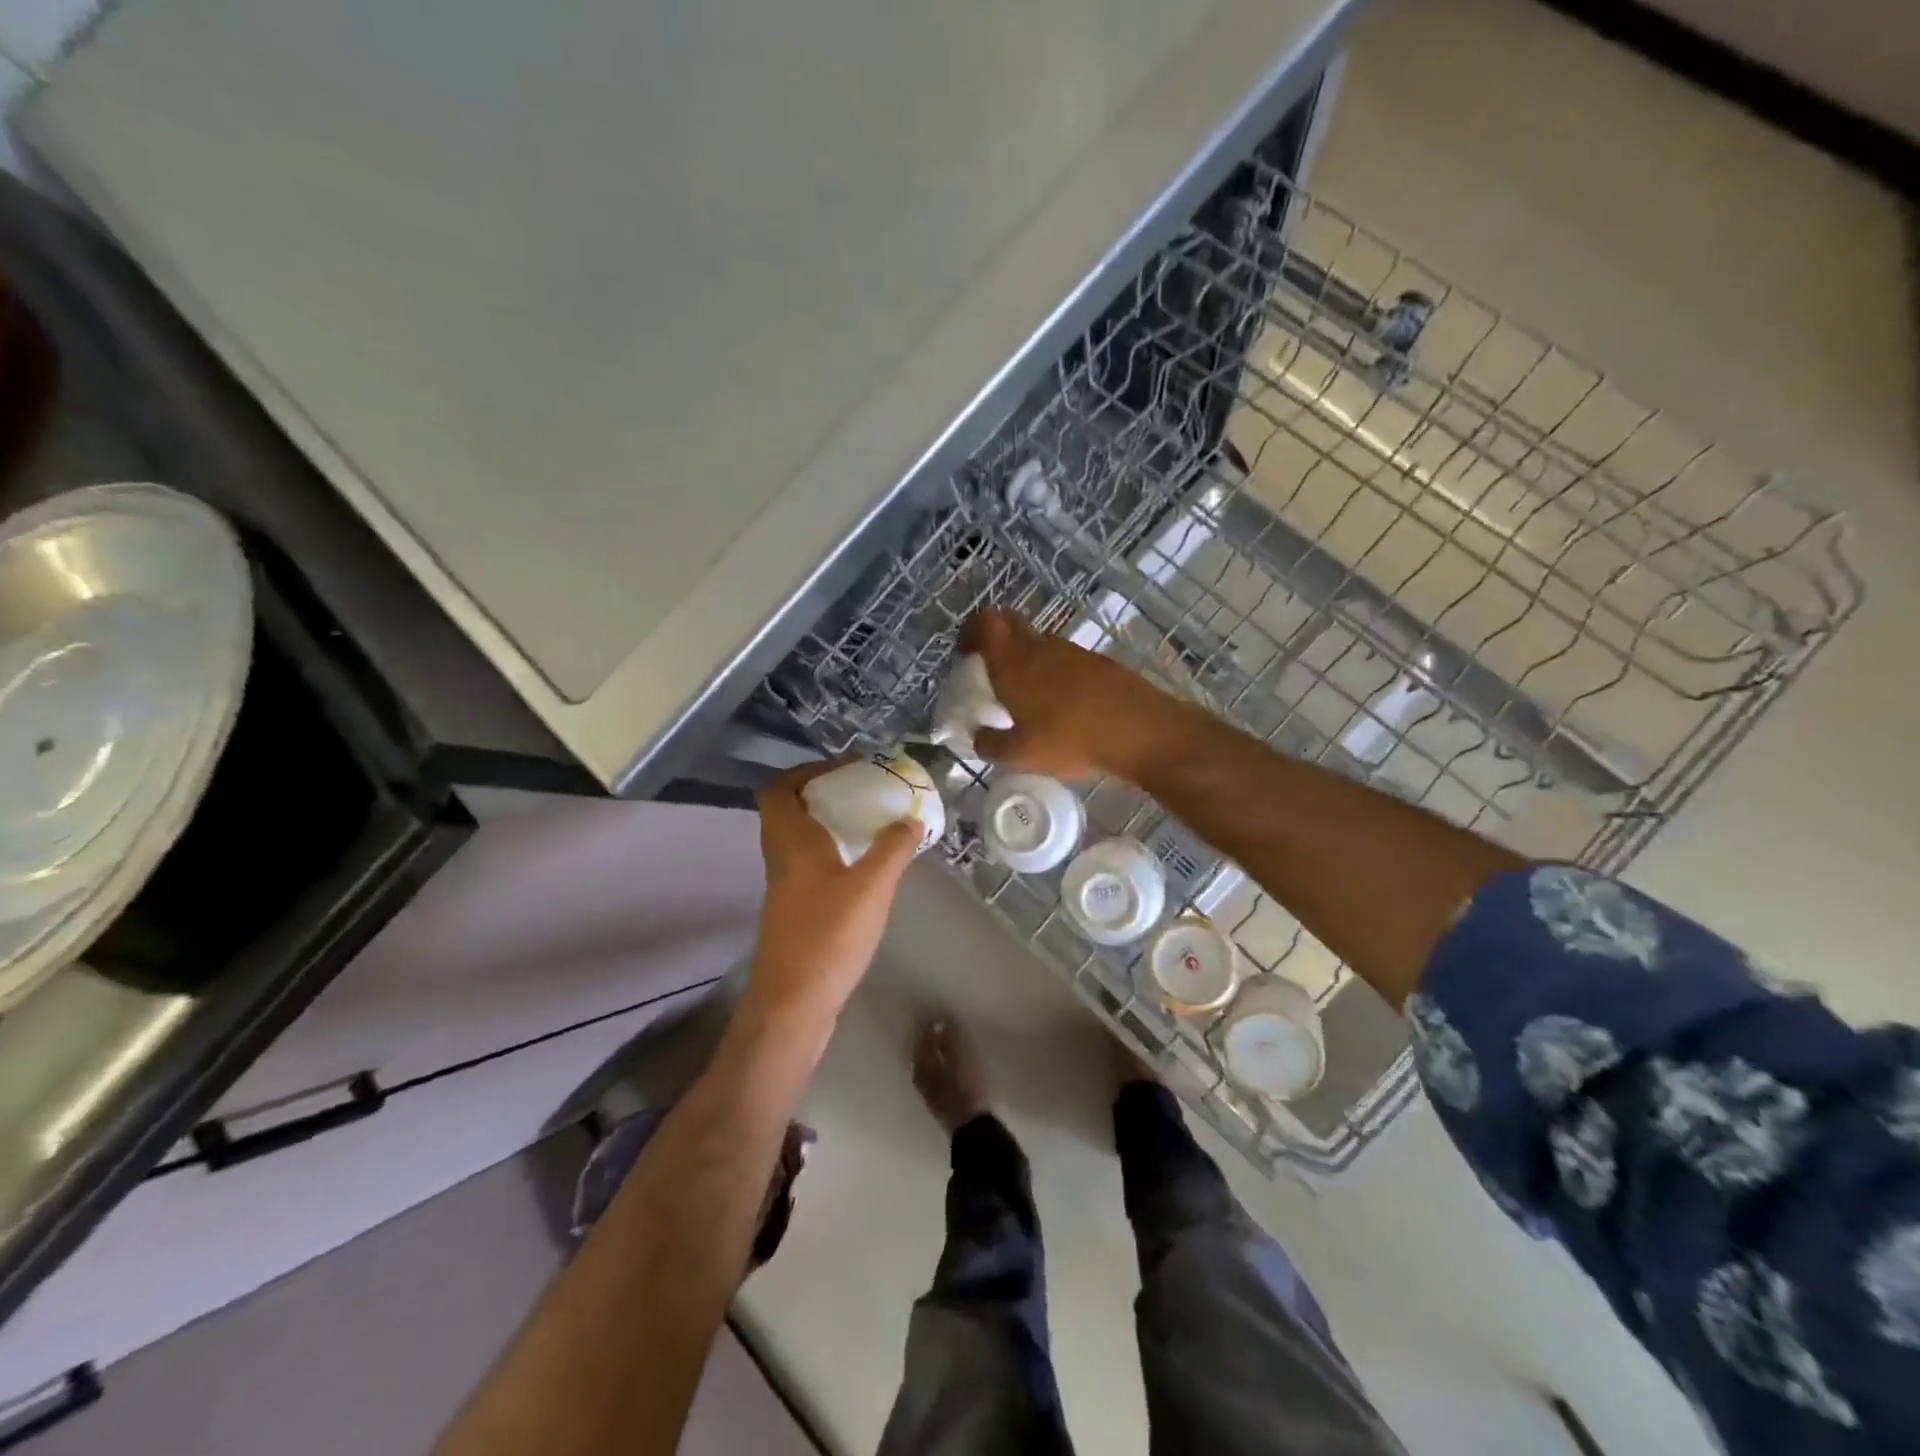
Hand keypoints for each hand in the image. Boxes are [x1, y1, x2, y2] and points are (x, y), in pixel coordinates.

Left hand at [747, 761, 919, 1018]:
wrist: (793, 1006)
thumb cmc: (828, 938)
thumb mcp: (871, 888)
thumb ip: (893, 849)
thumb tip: (911, 818)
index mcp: (792, 844)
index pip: (777, 791)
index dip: (804, 773)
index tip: (842, 771)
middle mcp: (781, 861)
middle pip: (786, 813)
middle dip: (820, 797)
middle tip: (860, 795)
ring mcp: (784, 891)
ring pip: (797, 843)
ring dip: (826, 828)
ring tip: (867, 827)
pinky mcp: (794, 916)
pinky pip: (807, 869)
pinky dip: (830, 858)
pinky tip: (862, 871)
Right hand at [959, 609, 1192, 781]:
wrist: (1140, 732)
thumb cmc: (1070, 740)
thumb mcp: (1021, 755)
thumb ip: (991, 745)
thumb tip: (979, 737)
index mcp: (1013, 662)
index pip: (985, 622)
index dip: (972, 631)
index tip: (967, 653)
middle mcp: (1040, 647)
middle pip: (1012, 624)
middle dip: (998, 640)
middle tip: (993, 671)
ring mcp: (1073, 651)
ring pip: (1040, 643)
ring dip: (1029, 659)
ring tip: (1029, 696)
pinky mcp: (1099, 662)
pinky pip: (1066, 660)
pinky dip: (1056, 673)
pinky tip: (1064, 705)